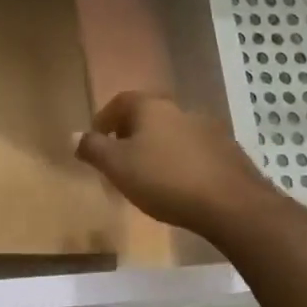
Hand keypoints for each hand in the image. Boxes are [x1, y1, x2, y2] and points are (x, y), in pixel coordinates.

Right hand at [75, 91, 278, 237]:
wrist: (232, 204)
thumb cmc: (165, 180)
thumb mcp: (118, 167)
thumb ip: (93, 149)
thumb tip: (74, 135)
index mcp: (151, 106)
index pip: (120, 102)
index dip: (104, 119)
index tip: (96, 142)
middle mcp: (180, 109)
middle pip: (147, 115)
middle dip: (130, 134)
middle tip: (119, 160)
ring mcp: (208, 129)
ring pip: (171, 133)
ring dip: (157, 148)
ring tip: (148, 176)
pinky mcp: (227, 151)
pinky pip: (193, 151)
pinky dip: (180, 162)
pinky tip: (179, 185)